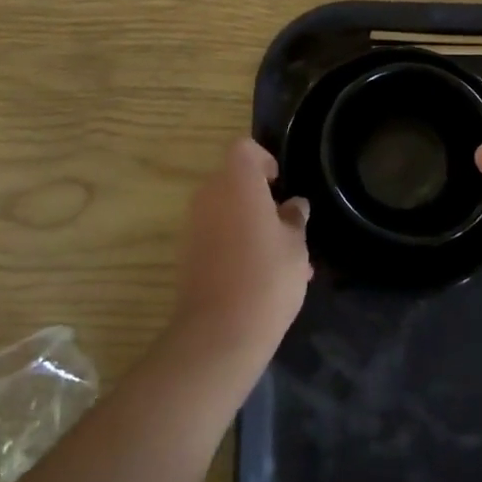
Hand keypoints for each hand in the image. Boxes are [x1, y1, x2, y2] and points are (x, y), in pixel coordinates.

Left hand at [172, 139, 311, 359]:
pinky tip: (258, 276)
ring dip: (248, 222)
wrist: (219, 333)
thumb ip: (294, 219)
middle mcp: (209, 194)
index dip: (264, 160)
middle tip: (286, 225)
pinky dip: (234, 243)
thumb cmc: (266, 278)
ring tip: (279, 258)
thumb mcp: (296, 246)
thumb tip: (294, 205)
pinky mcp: (186, 252)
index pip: (244, 148)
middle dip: (258, 196)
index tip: (280, 184)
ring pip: (225, 210)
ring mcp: (193, 224)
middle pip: (233, 179)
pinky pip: (214, 234)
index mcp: (237, 182)